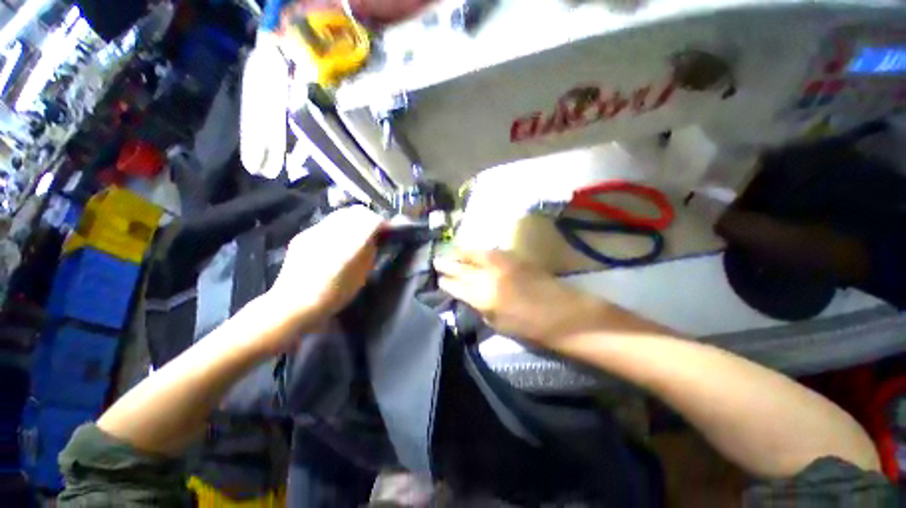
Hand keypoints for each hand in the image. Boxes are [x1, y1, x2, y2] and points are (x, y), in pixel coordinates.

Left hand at [265, 206, 383, 335]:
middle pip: (356, 212)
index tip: (388, 229)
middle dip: (368, 218)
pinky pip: (326, 224)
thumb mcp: (361, 276)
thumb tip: (374, 240)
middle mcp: (332, 231)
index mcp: (350, 243)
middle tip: (375, 229)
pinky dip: (338, 226)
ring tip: (357, 233)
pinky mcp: (303, 235)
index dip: (383, 223)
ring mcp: (315, 231)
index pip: (372, 220)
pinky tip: (337, 240)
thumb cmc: (334, 295)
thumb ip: (369, 253)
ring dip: (353, 220)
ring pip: (340, 215)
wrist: (294, 304)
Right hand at [434, 250, 605, 345]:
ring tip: (451, 252)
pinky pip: (489, 251)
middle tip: (436, 261)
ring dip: (460, 253)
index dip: (446, 282)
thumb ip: (478, 306)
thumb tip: (466, 295)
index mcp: (483, 297)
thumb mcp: (496, 324)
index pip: (456, 285)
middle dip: (447, 263)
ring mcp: (502, 263)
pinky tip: (473, 252)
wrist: (562, 313)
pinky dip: (477, 251)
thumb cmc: (529, 327)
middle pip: (461, 266)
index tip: (439, 279)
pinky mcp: (514, 256)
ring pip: (474, 253)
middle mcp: (489, 275)